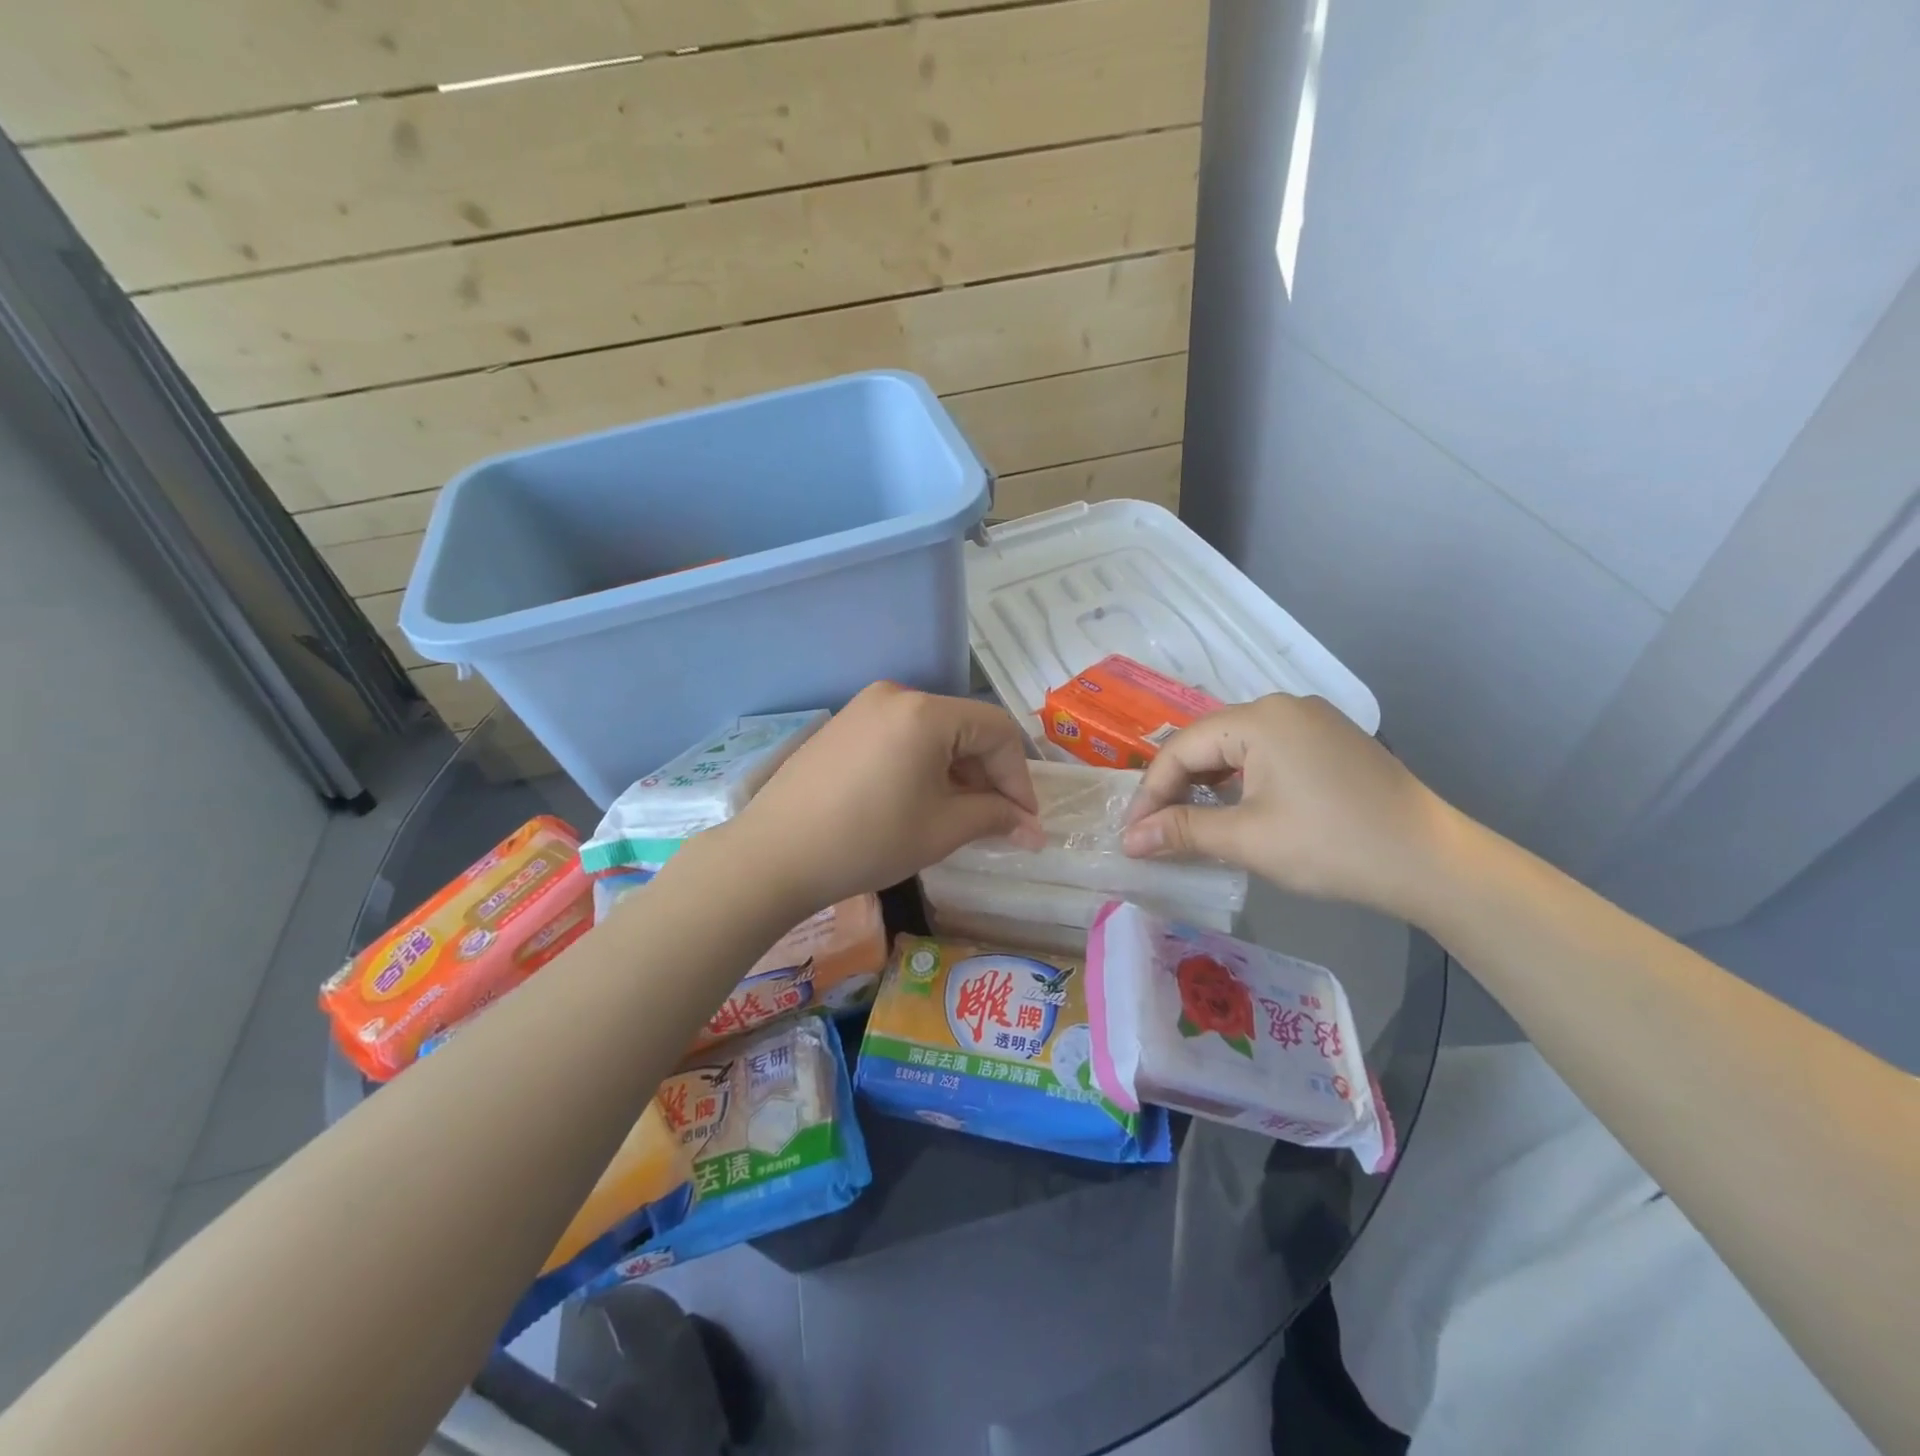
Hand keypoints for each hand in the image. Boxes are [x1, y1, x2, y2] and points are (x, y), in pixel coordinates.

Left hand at [731, 684, 1044, 911]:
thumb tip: (1034, 829)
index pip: (997, 731)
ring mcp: (864, 707)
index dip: (1019, 777)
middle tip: (996, 823)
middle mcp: (897, 695)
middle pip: (965, 727)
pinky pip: (901, 736)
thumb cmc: (868, 840)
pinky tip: (919, 801)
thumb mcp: (942, 829)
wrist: (774, 854)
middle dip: (988, 775)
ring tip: (959, 816)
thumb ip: (995, 817)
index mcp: (926, 712)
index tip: (1024, 822)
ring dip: (957, 771)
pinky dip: (923, 764)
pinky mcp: (843, 725)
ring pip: (933, 733)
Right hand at [1121, 694, 1457, 919]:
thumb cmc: (1332, 846)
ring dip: (1207, 784)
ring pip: (1236, 748)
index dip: (1150, 792)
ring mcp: (1311, 721)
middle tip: (1156, 830)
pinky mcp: (1330, 741)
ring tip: (1188, 823)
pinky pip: (1266, 753)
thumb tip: (1129, 840)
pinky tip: (1235, 809)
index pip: (1181, 748)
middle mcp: (1282, 706)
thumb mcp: (1248, 839)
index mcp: (1259, 718)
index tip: (1131, 834)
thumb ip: (1182, 831)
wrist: (1432, 862)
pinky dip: (1241, 780)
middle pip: (1207, 742)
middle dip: (1176, 787)